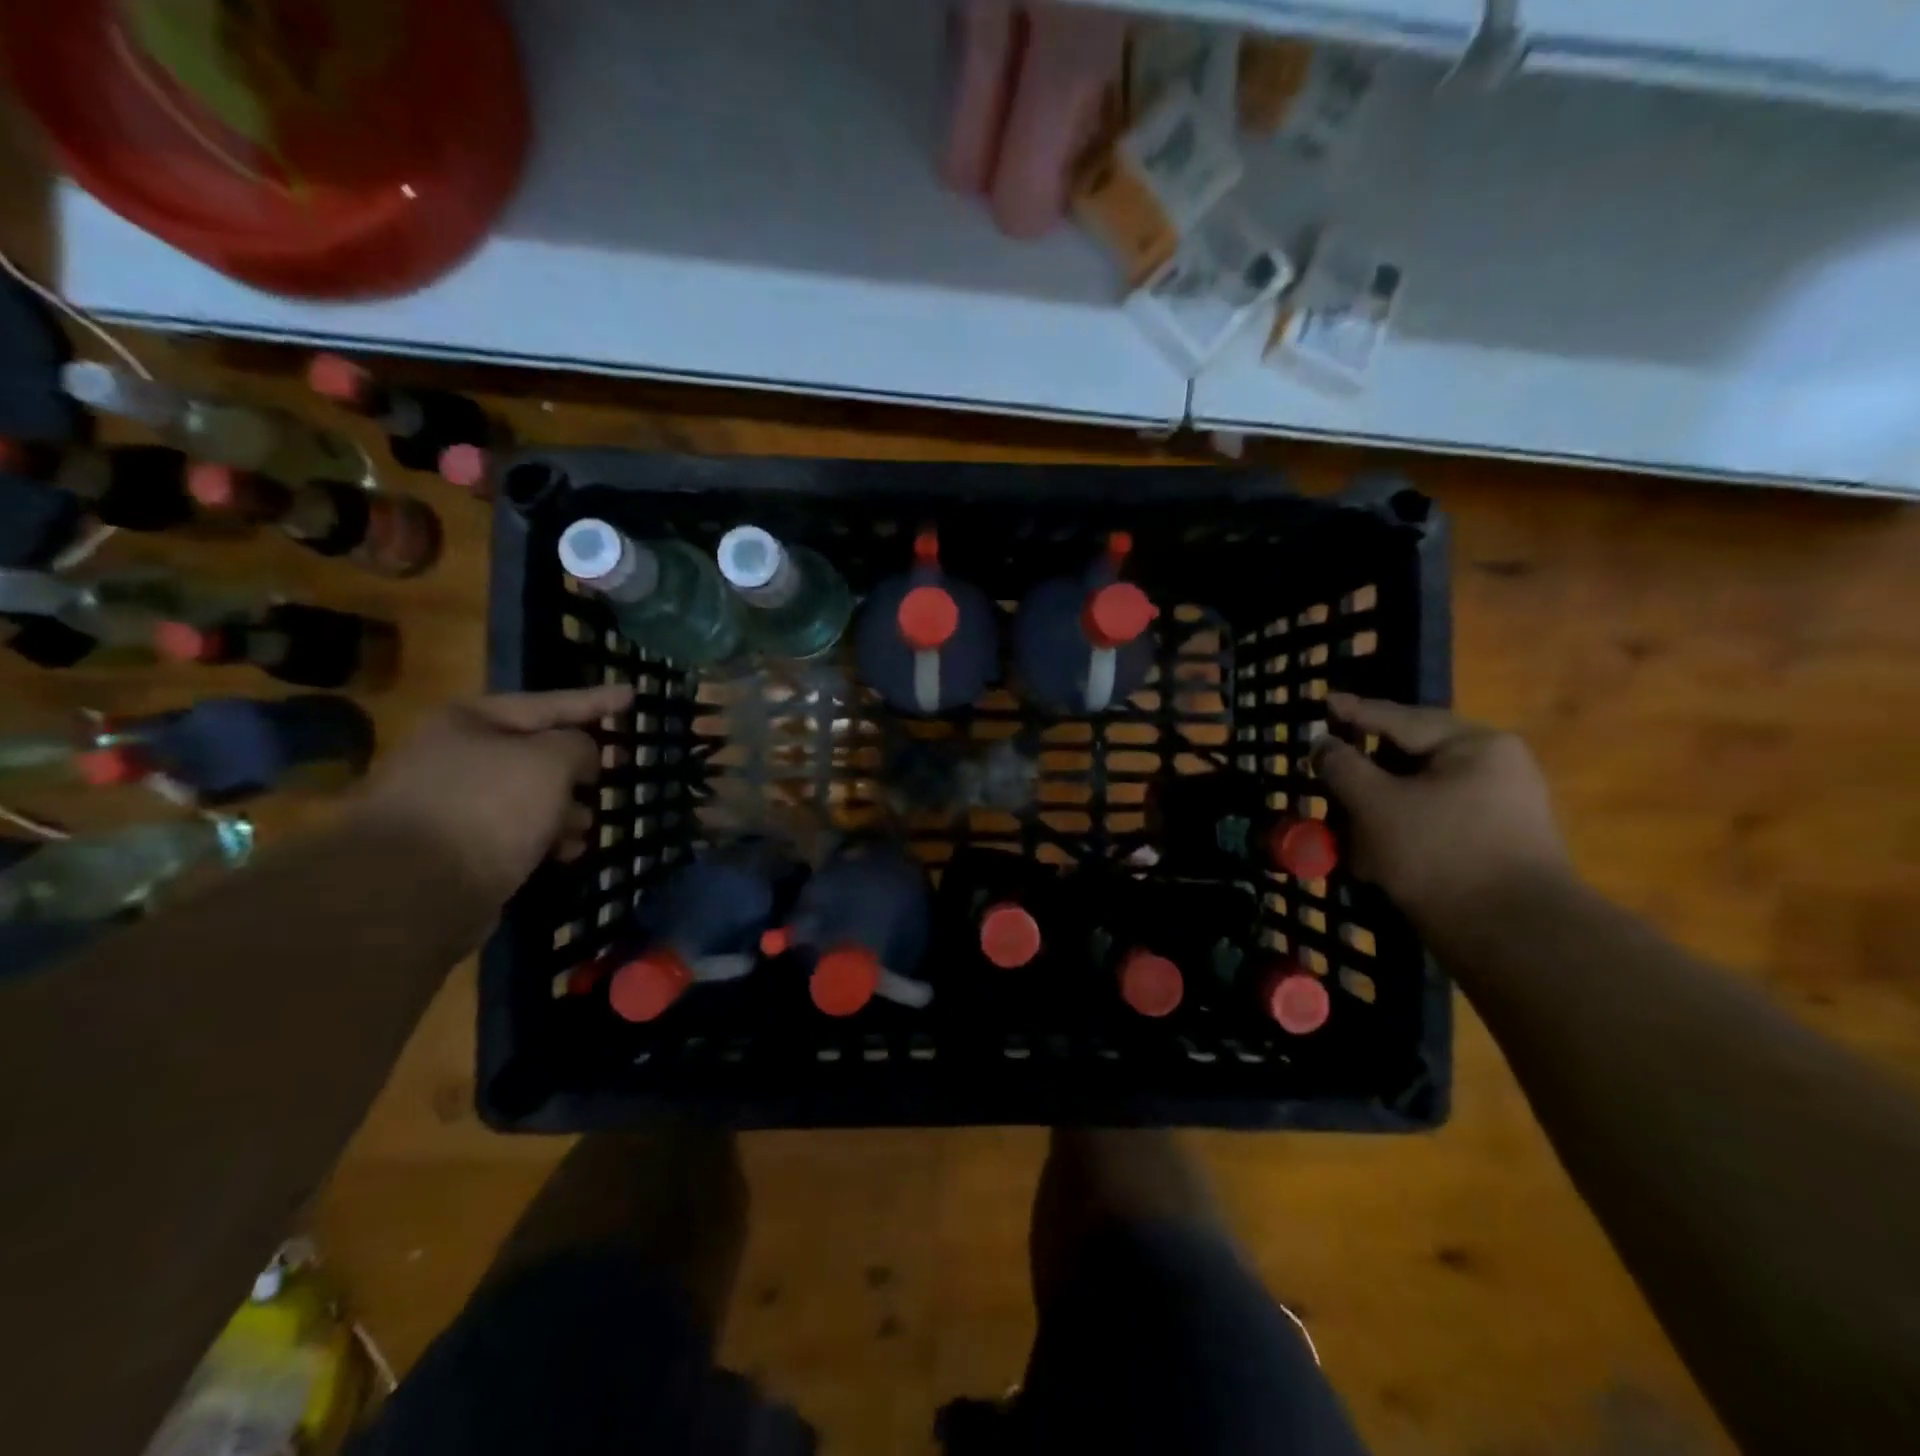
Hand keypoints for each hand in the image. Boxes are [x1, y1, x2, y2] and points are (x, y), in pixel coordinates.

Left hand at [355, 685, 633, 900]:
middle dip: (580, 767)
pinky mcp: (456, 849)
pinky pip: (516, 832)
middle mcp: (455, 757)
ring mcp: (452, 805)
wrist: (413, 891)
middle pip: (537, 752)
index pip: (549, 703)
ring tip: (591, 824)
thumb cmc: (489, 807)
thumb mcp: (551, 761)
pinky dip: (545, 838)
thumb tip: (581, 757)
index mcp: (469, 722)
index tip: (633, 695)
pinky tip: (566, 852)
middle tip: (618, 769)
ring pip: (530, 797)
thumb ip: (580, 745)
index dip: (596, 700)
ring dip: (566, 809)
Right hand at [1311, 693, 1574, 925]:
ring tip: (1341, 822)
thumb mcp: (1376, 805)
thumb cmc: (1440, 854)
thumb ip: (1342, 767)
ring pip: (1417, 794)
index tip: (1323, 702)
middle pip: (1410, 757)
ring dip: (1375, 807)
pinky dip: (1397, 831)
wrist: (1515, 938)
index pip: (1400, 719)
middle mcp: (1494, 768)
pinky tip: (1369, 854)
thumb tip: (1322, 745)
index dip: (1355, 712)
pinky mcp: (1492, 844)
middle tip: (1325, 770)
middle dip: (1363, 771)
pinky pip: (1432, 822)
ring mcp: (1498, 808)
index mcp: (1475, 746)